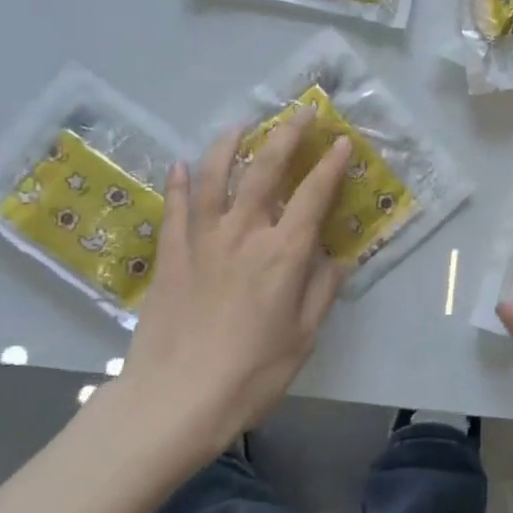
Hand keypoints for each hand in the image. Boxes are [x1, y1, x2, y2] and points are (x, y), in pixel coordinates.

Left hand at [117, 112, 350, 457]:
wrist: (175, 399)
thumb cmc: (251, 374)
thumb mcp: (303, 337)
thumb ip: (322, 291)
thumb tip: (336, 258)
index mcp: (283, 254)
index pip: (313, 195)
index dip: (331, 165)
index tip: (342, 142)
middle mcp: (244, 233)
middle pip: (265, 170)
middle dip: (287, 136)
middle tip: (300, 113)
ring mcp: (202, 240)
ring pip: (216, 177)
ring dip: (230, 145)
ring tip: (239, 126)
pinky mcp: (170, 255)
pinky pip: (175, 208)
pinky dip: (180, 182)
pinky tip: (182, 165)